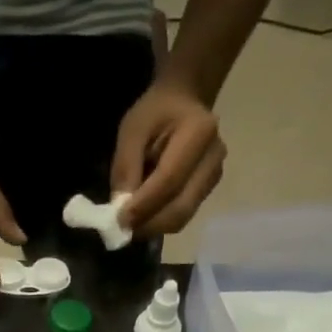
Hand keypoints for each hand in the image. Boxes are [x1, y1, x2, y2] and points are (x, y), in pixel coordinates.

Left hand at [110, 81, 226, 237]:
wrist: (184, 102)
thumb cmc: (155, 112)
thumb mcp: (132, 129)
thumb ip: (126, 167)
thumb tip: (120, 208)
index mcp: (199, 132)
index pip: (169, 181)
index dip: (143, 206)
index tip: (118, 221)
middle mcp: (213, 158)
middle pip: (180, 207)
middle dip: (148, 224)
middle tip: (121, 229)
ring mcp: (213, 176)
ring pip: (182, 218)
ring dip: (153, 227)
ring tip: (131, 222)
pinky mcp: (208, 190)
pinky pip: (183, 216)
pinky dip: (160, 222)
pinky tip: (144, 215)